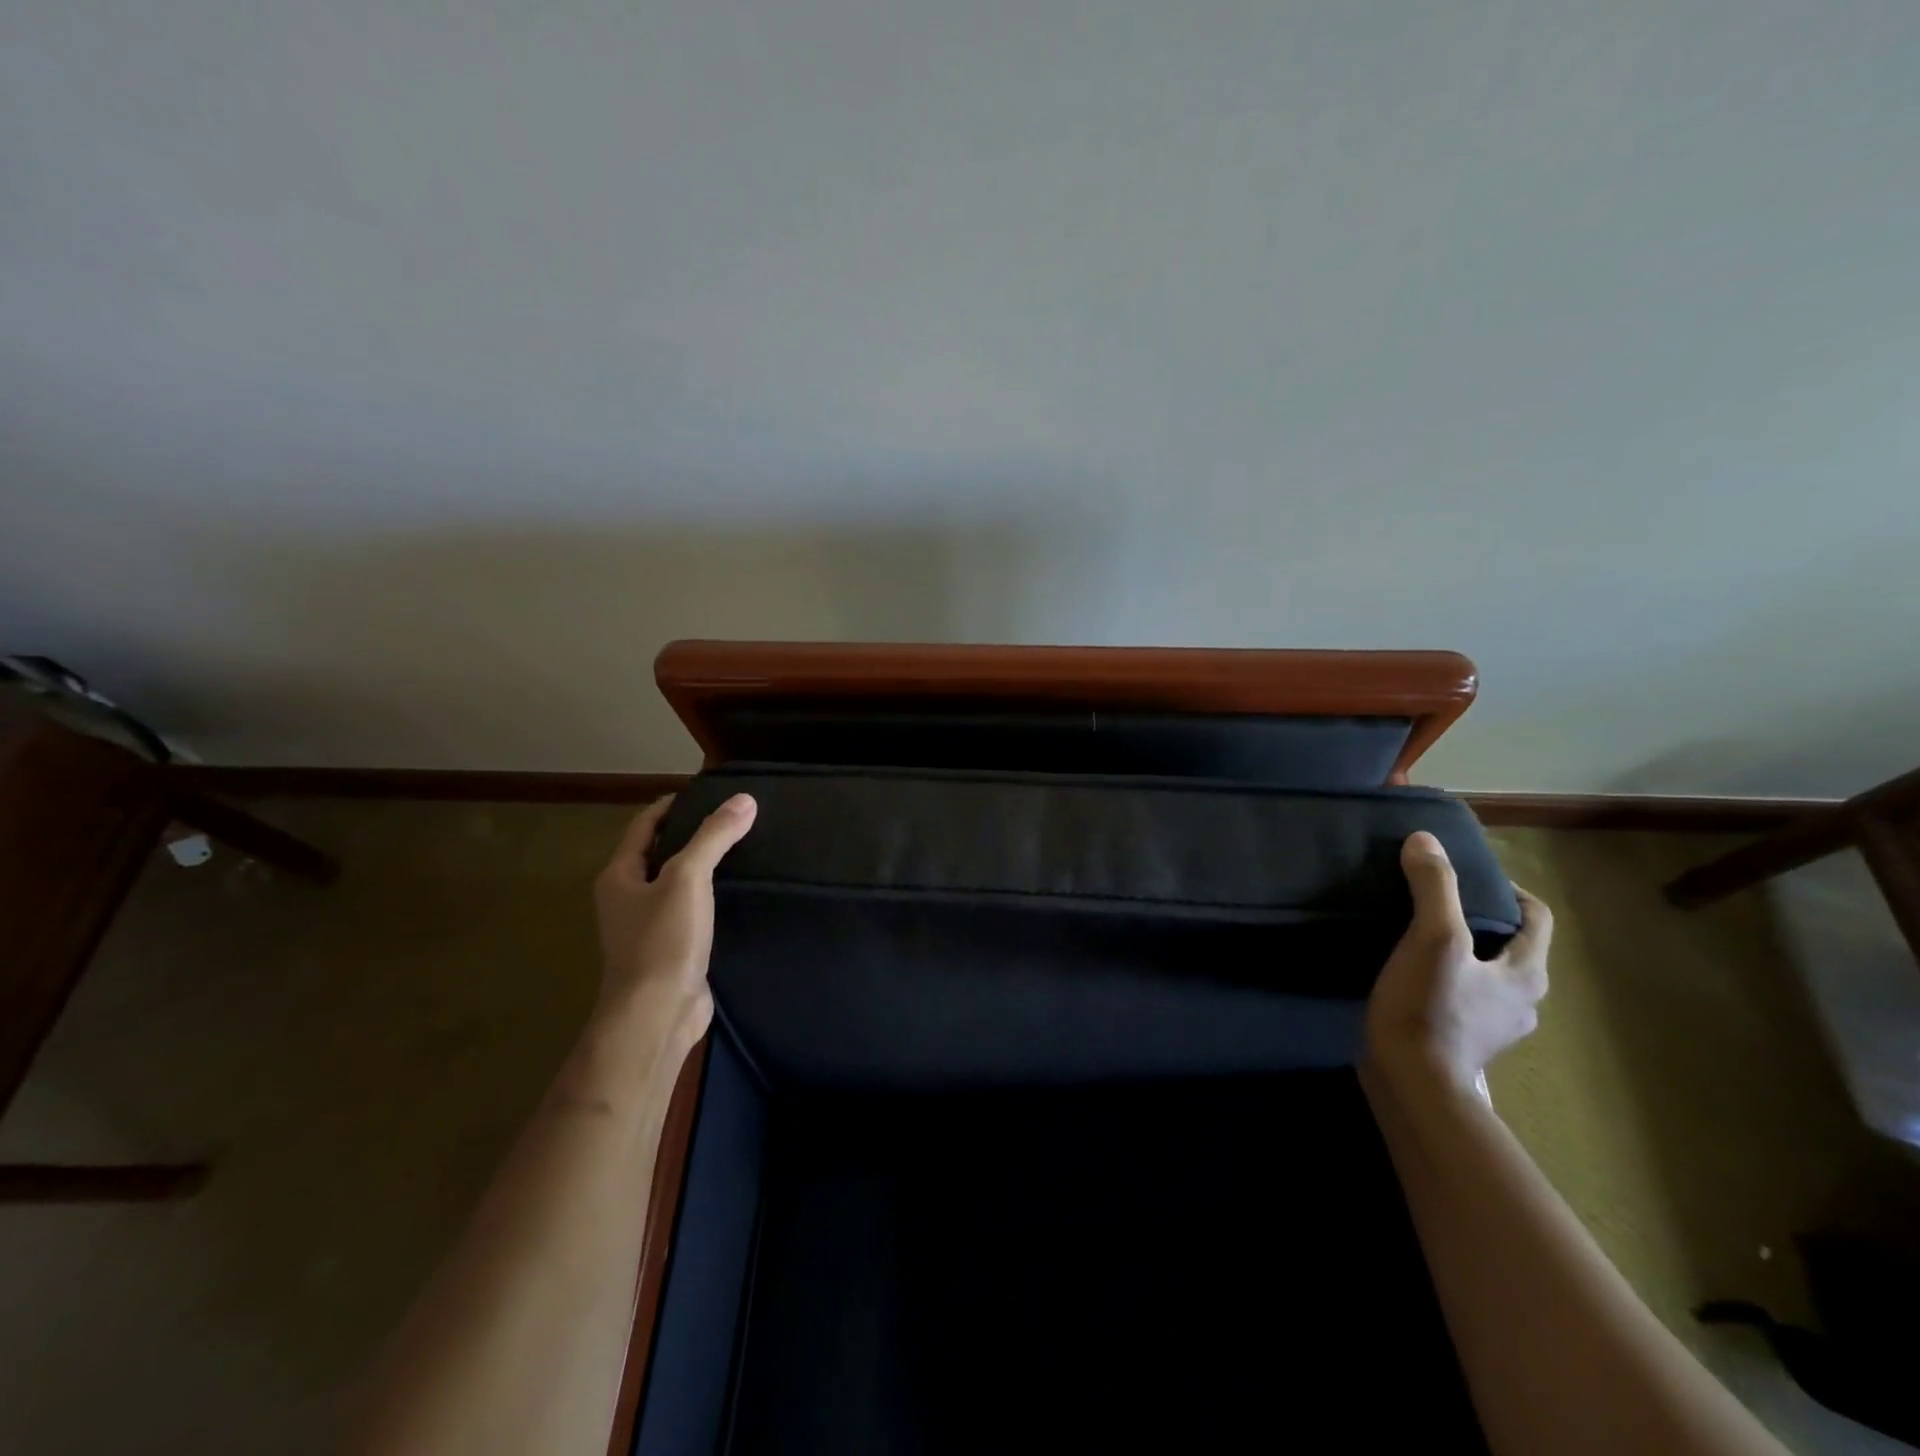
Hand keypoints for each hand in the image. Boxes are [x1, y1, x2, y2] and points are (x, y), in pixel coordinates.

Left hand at [592, 793, 756, 1043]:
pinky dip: (711, 898)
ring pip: (676, 885)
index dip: (671, 806)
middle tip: (731, 818)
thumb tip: (745, 800)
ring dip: (702, 868)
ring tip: (741, 849)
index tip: (704, 792)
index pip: (643, 827)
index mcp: (619, 877)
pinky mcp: (671, 951)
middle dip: (689, 835)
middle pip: (658, 854)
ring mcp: (648, 928)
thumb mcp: (687, 878)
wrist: (658, 1014)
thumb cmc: (663, 941)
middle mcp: (628, 899)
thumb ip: (714, 837)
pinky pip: (691, 912)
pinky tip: (738, 894)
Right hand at [1364, 830, 1550, 1090]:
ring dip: (1463, 952)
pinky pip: (1463, 997)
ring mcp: (1493, 1026)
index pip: (1536, 918)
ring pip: (1486, 974)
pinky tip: (1411, 975)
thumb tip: (1425, 840)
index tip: (1473, 876)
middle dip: (1481, 920)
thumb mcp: (1432, 939)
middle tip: (1438, 902)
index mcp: (1526, 973)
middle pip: (1511, 946)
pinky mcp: (1463, 1042)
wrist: (1413, 1085)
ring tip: (1419, 936)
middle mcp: (1521, 1001)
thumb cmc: (1431, 1009)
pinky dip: (1445, 979)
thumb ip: (1433, 888)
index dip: (1511, 891)